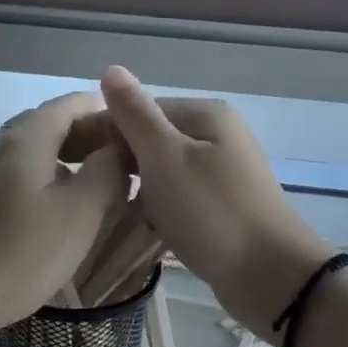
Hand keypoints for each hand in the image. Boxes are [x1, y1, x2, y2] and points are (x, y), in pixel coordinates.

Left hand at [0, 90, 129, 344]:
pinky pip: (8, 175)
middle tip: (119, 166)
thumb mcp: (78, 214)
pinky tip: (46, 214)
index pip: (71, 103)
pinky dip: (37, 180)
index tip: (134, 138)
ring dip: (62, 161)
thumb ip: (106, 173)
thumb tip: (118, 149)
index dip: (106, 114)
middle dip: (86, 138)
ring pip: (27, 152)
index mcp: (25, 137)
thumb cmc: (16, 254)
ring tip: (90, 190)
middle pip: (47, 124)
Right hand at [99, 66, 332, 338]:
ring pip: (164, 171)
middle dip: (124, 164)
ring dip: (141, 189)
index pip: (140, 110)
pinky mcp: (225, 206)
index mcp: (206, 114)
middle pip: (153, 140)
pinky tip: (145, 227)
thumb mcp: (165, 157)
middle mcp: (218, 135)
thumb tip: (111, 69)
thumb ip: (135, 115)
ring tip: (115, 211)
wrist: (270, 277)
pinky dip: (161, 209)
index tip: (77, 163)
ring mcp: (224, 172)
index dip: (106, 133)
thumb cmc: (211, 212)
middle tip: (96, 193)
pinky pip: (180, 197)